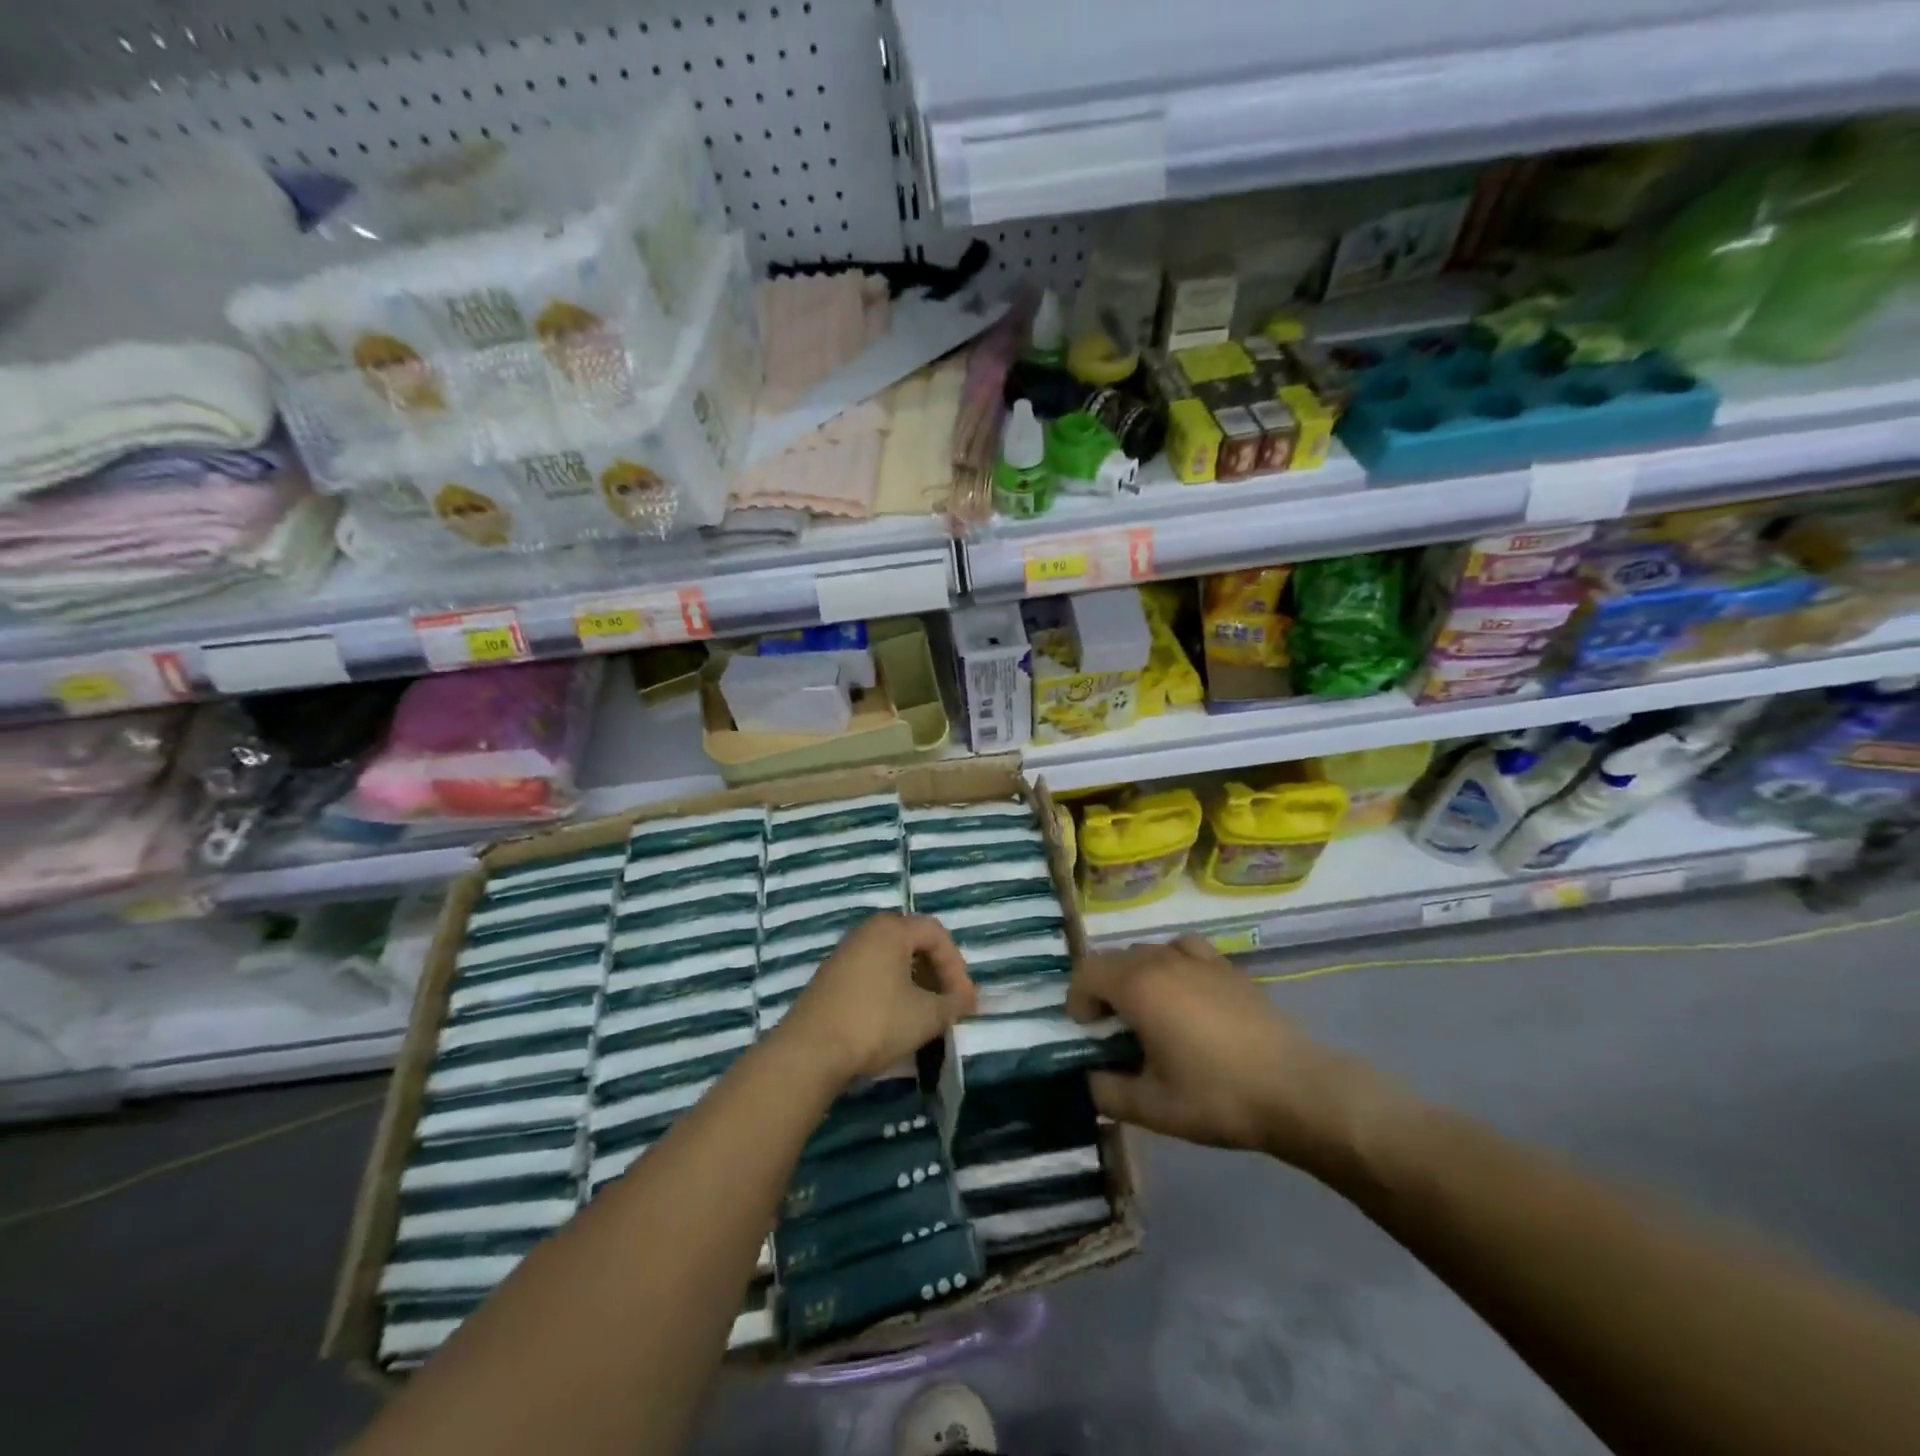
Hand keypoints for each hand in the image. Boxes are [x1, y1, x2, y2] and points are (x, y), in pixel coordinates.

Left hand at [776, 913, 976, 1087]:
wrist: (810, 1051)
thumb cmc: (875, 1022)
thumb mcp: (926, 1016)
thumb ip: (952, 1005)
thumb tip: (966, 1002)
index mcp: (890, 929)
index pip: (936, 933)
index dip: (956, 966)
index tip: (964, 1001)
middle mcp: (866, 932)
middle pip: (913, 943)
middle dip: (936, 974)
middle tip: (948, 1004)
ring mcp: (844, 955)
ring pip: (891, 961)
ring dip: (915, 985)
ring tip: (926, 1016)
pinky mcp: (830, 980)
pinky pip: (872, 975)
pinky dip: (892, 992)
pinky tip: (895, 1021)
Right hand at [1067, 936, 1372, 1165]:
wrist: (1296, 1090)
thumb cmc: (1217, 1096)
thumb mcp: (1152, 1108)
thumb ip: (1107, 1092)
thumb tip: (1090, 1078)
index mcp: (1138, 986)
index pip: (1087, 972)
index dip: (1077, 999)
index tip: (1087, 1032)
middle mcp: (1163, 960)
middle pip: (1115, 958)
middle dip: (1103, 989)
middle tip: (1113, 1030)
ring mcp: (1199, 959)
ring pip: (1148, 952)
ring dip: (1135, 976)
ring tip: (1148, 1012)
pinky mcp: (1228, 967)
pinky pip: (1184, 950)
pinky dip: (1171, 964)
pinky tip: (1186, 996)